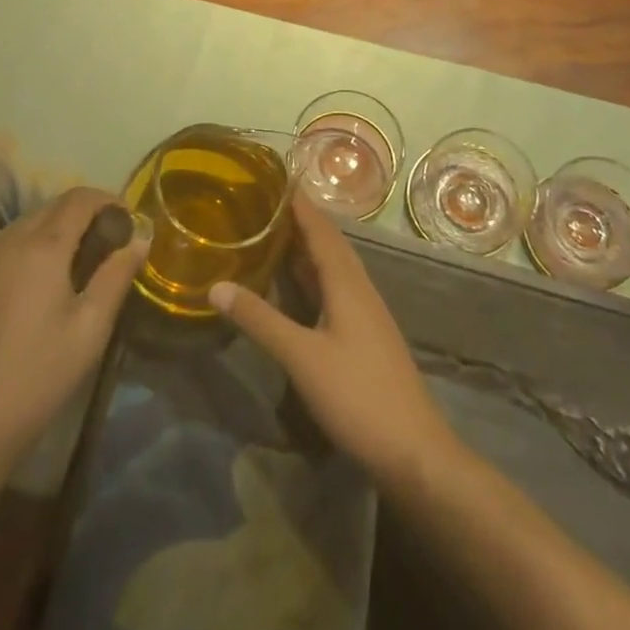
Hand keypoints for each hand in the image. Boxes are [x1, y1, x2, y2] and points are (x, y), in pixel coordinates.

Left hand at [0, 187, 147, 465]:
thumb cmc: (35, 377)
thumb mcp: (90, 329)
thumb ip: (116, 275)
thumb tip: (140, 238)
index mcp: (41, 246)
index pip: (80, 198)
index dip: (109, 201)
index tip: (131, 224)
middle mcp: (9, 242)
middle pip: (54, 207)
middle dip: (87, 215)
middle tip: (112, 246)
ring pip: (30, 225)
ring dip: (60, 230)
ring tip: (83, 266)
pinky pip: (10, 247)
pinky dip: (36, 248)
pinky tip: (46, 286)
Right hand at [209, 192, 453, 487]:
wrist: (414, 451)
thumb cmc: (357, 395)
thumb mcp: (301, 357)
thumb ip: (259, 320)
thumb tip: (216, 285)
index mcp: (347, 281)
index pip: (320, 227)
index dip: (299, 202)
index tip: (273, 178)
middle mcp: (359, 286)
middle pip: (329, 242)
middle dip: (300, 219)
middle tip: (264, 203)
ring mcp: (366, 311)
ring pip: (334, 265)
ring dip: (307, 247)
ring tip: (274, 234)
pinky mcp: (366, 334)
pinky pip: (337, 287)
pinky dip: (315, 275)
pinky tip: (299, 286)